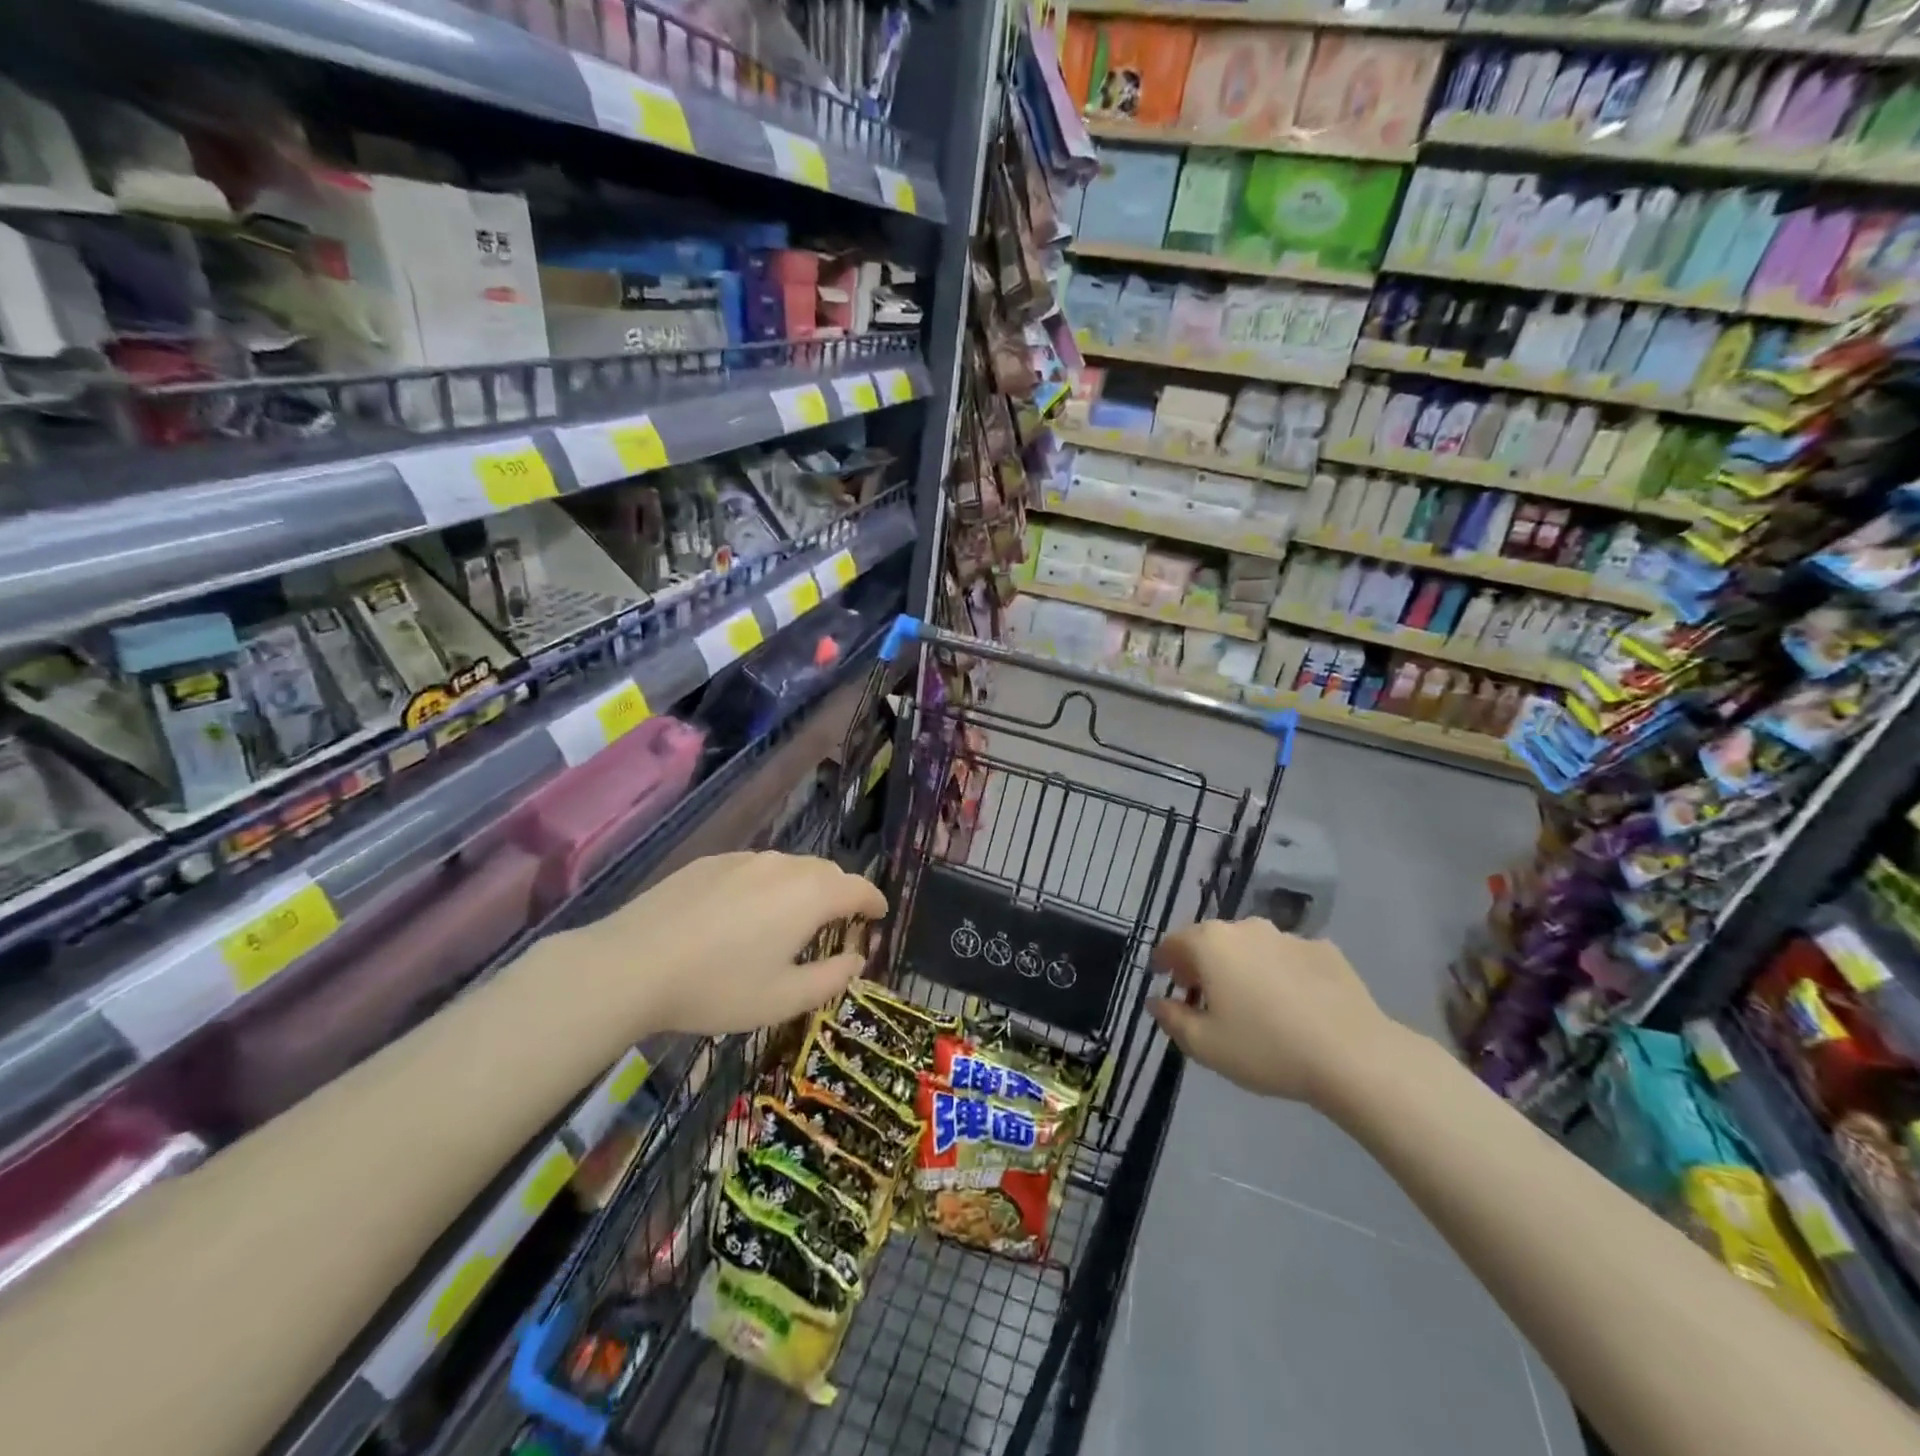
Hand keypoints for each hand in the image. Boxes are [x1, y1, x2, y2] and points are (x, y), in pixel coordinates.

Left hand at [570, 852, 887, 1038]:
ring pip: (789, 868)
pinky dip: (766, 886)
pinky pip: (754, 869)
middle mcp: (783, 865)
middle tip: (837, 926)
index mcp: (810, 895)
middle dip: (840, 894)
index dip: (874, 902)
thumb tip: (857, 959)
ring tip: (789, 921)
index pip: (859, 888)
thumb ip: (831, 978)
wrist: (632, 964)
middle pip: (826, 872)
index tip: (878, 916)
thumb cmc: (719, 987)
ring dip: (802, 889)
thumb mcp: (783, 998)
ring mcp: (743, 859)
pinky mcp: (709, 862)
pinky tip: (742, 916)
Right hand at [1148, 920, 1399, 1107]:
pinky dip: (1281, 973)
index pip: (1173, 942)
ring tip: (1253, 1003)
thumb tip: (1157, 1001)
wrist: (1354, 1056)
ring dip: (1243, 966)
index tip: (1164, 980)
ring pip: (1252, 947)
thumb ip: (1172, 1018)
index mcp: (1210, 944)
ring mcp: (1288, 936)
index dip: (1163, 961)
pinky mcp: (1325, 950)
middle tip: (1205, 996)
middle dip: (1203, 963)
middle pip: (1212, 940)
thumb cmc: (1266, 1049)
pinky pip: (1289, 958)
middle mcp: (1246, 928)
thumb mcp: (1205, 1046)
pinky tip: (1294, 1005)